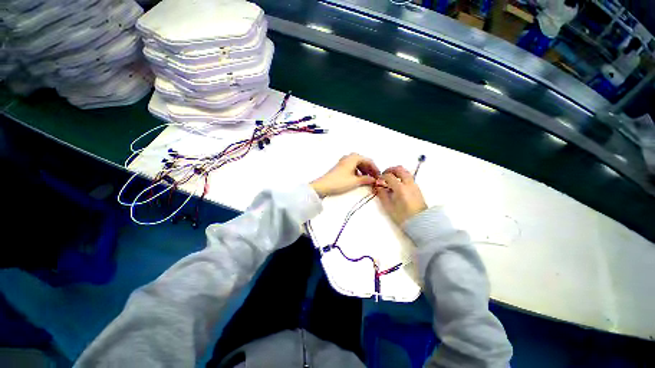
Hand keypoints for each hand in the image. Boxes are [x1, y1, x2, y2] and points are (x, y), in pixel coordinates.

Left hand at [311, 153, 379, 197]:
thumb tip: (374, 179)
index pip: (368, 160)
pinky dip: (358, 171)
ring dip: (364, 170)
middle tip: (375, 178)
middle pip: (363, 161)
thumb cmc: (340, 182)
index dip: (375, 168)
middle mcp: (349, 157)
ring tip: (368, 179)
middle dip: (370, 169)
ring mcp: (344, 161)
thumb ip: (366, 179)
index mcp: (354, 157)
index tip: (379, 176)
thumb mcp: (355, 181)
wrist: (323, 186)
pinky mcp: (340, 167)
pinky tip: (359, 178)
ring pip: (358, 164)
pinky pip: (352, 167)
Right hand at [377, 166, 426, 225]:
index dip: (381, 177)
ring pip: (405, 171)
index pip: (389, 176)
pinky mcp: (417, 188)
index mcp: (400, 188)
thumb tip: (377, 187)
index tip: (378, 181)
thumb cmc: (402, 216)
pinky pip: (409, 177)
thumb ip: (382, 195)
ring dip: (397, 172)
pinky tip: (397, 184)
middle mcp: (408, 183)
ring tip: (390, 179)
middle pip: (399, 169)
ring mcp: (414, 185)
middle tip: (384, 175)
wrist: (420, 222)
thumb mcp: (388, 206)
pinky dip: (402, 176)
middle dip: (390, 170)